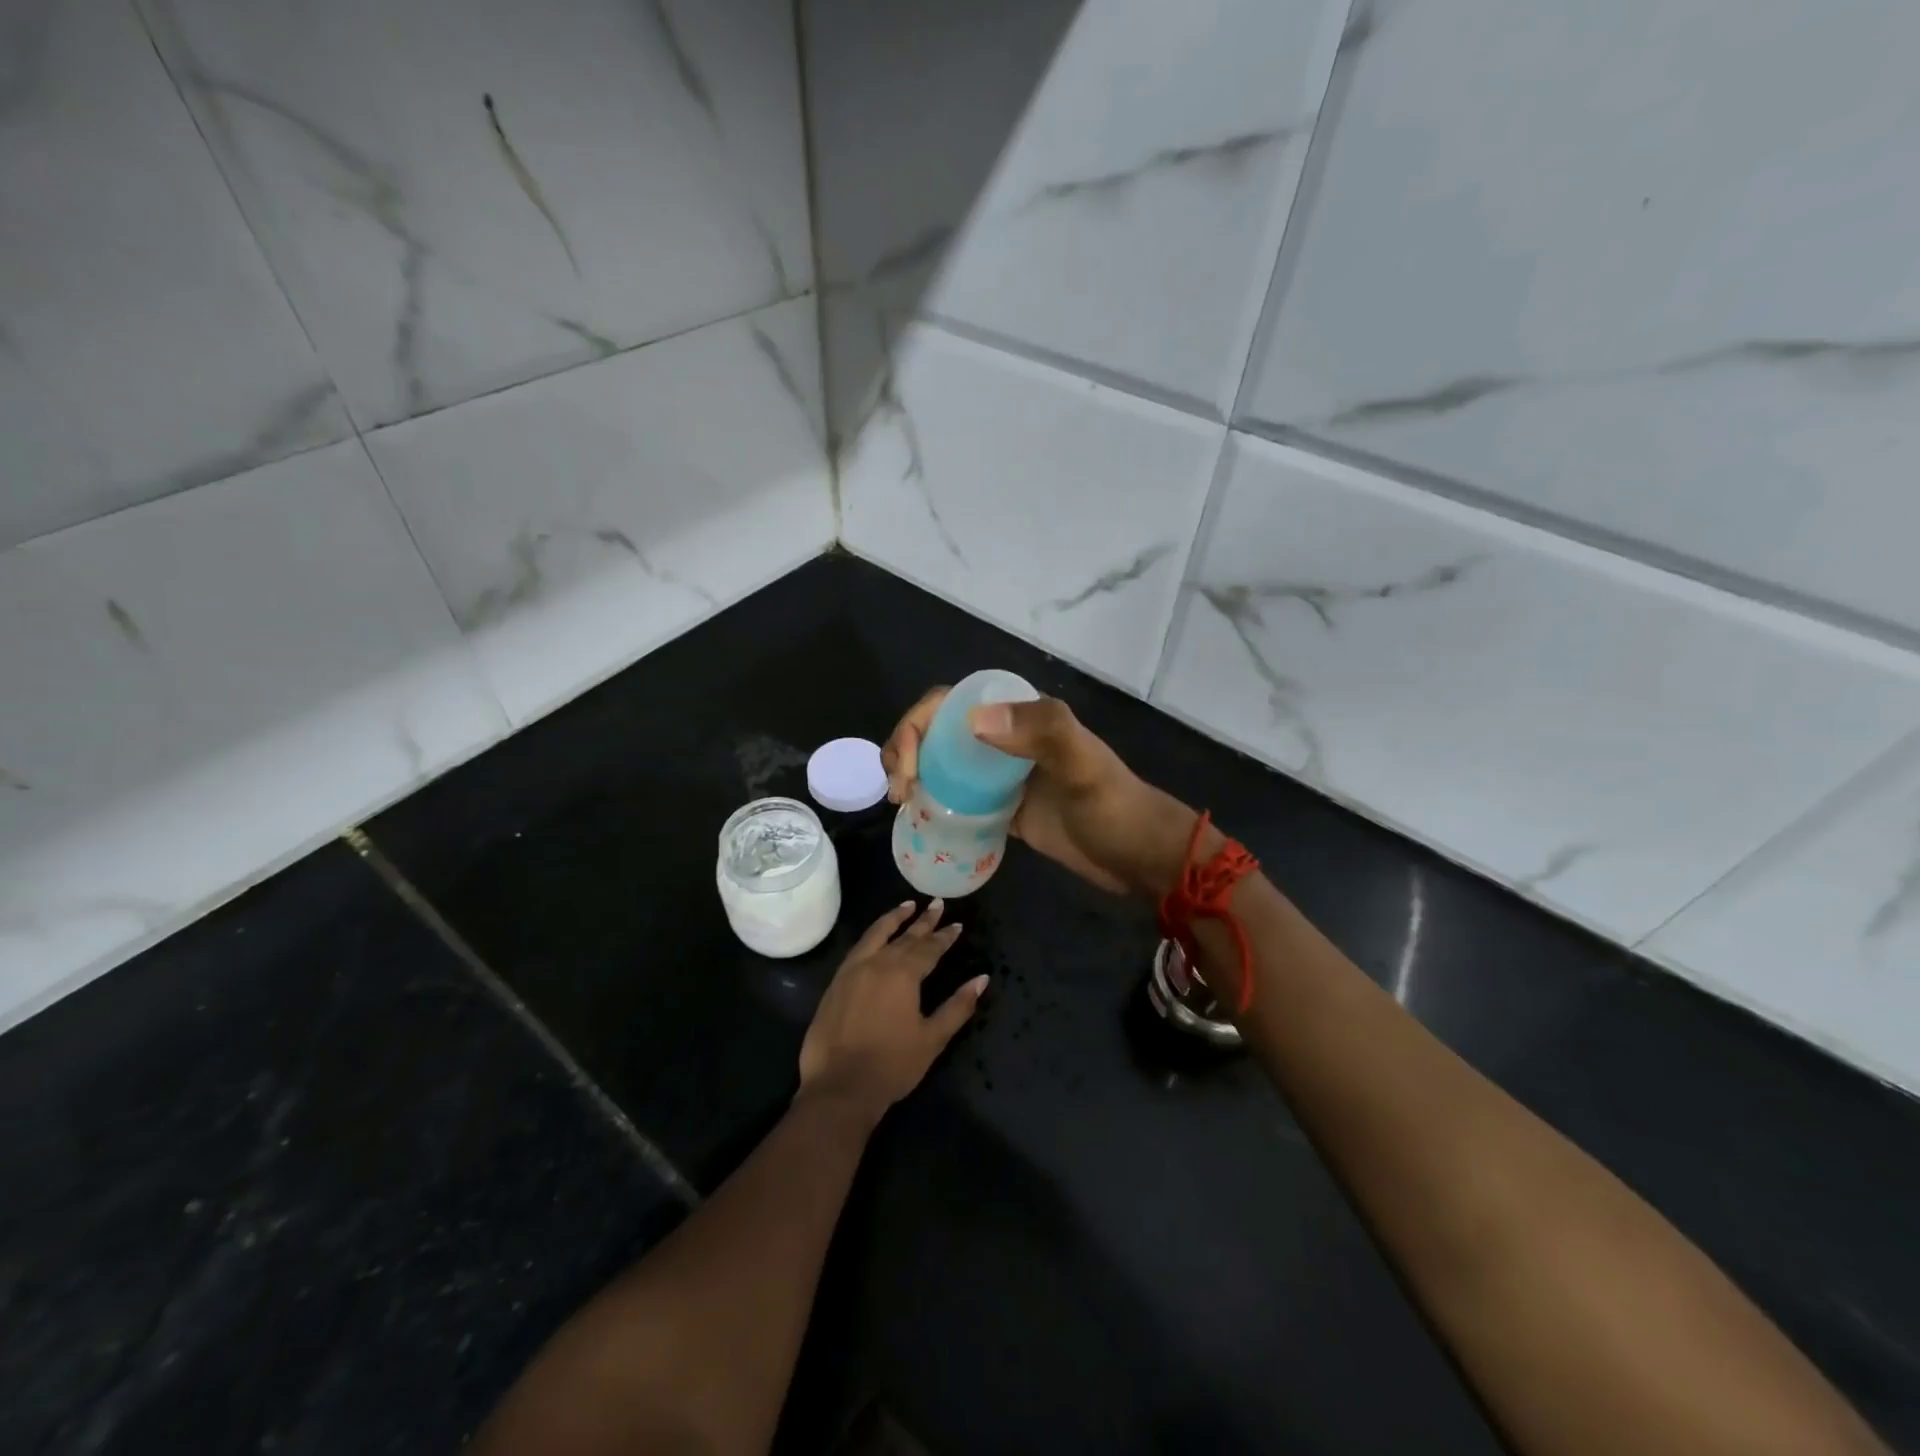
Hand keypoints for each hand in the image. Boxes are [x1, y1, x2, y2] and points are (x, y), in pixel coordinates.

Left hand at [798, 900, 986, 1119]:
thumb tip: (981, 979)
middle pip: (905, 936)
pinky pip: (858, 947)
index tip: (957, 924)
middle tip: (937, 904)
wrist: (839, 1087)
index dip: (945, 936)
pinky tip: (876, 936)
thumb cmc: (892, 1065)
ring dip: (894, 918)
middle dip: (924, 921)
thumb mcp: (932, 1038)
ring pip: (876, 934)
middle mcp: (878, 963)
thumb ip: (958, 1006)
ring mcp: (853, 970)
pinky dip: (872, 935)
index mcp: (903, 974)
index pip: (929, 947)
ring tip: (907, 905)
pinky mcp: (836, 982)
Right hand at [881, 688, 1205, 897]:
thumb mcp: (1084, 767)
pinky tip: (920, 820)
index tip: (909, 766)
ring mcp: (1003, 776)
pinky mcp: (1004, 808)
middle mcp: (1007, 738)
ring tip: (901, 804)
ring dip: (914, 775)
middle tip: (899, 792)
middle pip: (939, 731)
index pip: (952, 702)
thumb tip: (972, 720)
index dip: (918, 724)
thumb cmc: (1114, 808)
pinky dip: (934, 803)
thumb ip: (1040, 733)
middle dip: (907, 750)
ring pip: (943, 763)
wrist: (1140, 857)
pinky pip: (958, 797)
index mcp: (1022, 715)